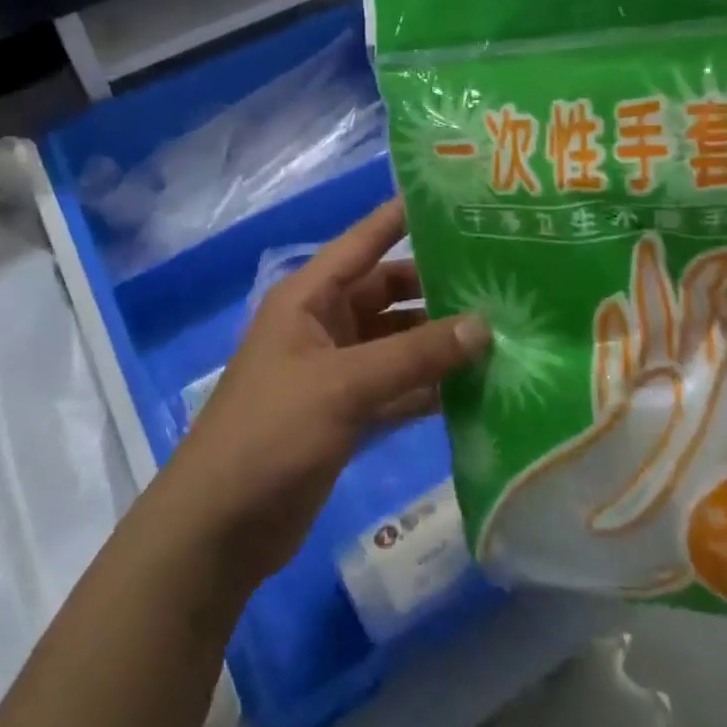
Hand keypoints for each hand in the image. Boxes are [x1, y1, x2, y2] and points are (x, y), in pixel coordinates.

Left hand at [154, 200, 491, 593]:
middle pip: (388, 293)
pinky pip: (398, 388)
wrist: (221, 526)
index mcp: (308, 298)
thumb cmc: (271, 433)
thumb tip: (483, 326)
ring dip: (440, 343)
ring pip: (398, 344)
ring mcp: (336, 372)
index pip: (363, 242)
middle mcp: (324, 325)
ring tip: (505, 332)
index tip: (455, 200)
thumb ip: (413, 356)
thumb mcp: (342, 385)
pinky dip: (430, 388)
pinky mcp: (348, 415)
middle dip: (437, 288)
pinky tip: (479, 388)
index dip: (402, 217)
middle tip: (502, 279)